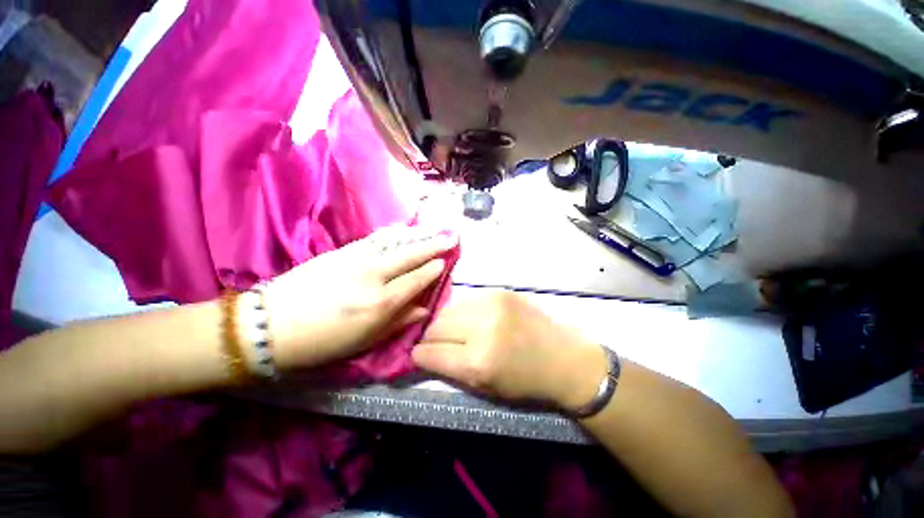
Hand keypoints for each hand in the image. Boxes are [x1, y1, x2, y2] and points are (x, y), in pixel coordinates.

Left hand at [265, 225, 456, 369]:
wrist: (272, 324)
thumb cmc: (323, 341)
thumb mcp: (366, 340)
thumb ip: (399, 321)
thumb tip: (424, 308)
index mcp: (381, 302)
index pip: (417, 279)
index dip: (434, 269)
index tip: (446, 261)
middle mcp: (374, 276)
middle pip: (411, 256)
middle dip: (434, 246)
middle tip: (452, 237)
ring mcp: (357, 259)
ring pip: (396, 243)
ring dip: (418, 236)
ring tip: (435, 229)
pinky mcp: (342, 251)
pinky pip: (376, 240)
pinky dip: (395, 234)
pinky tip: (405, 230)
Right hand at [412, 290, 608, 411]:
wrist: (564, 358)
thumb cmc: (526, 382)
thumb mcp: (485, 388)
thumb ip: (450, 369)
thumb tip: (423, 353)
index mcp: (478, 362)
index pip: (430, 352)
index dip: (418, 354)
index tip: (417, 354)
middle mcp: (482, 328)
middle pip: (436, 325)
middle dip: (430, 336)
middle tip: (435, 342)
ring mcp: (492, 304)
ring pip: (449, 309)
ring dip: (445, 321)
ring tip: (454, 330)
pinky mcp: (500, 292)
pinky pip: (467, 300)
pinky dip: (463, 311)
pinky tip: (471, 318)